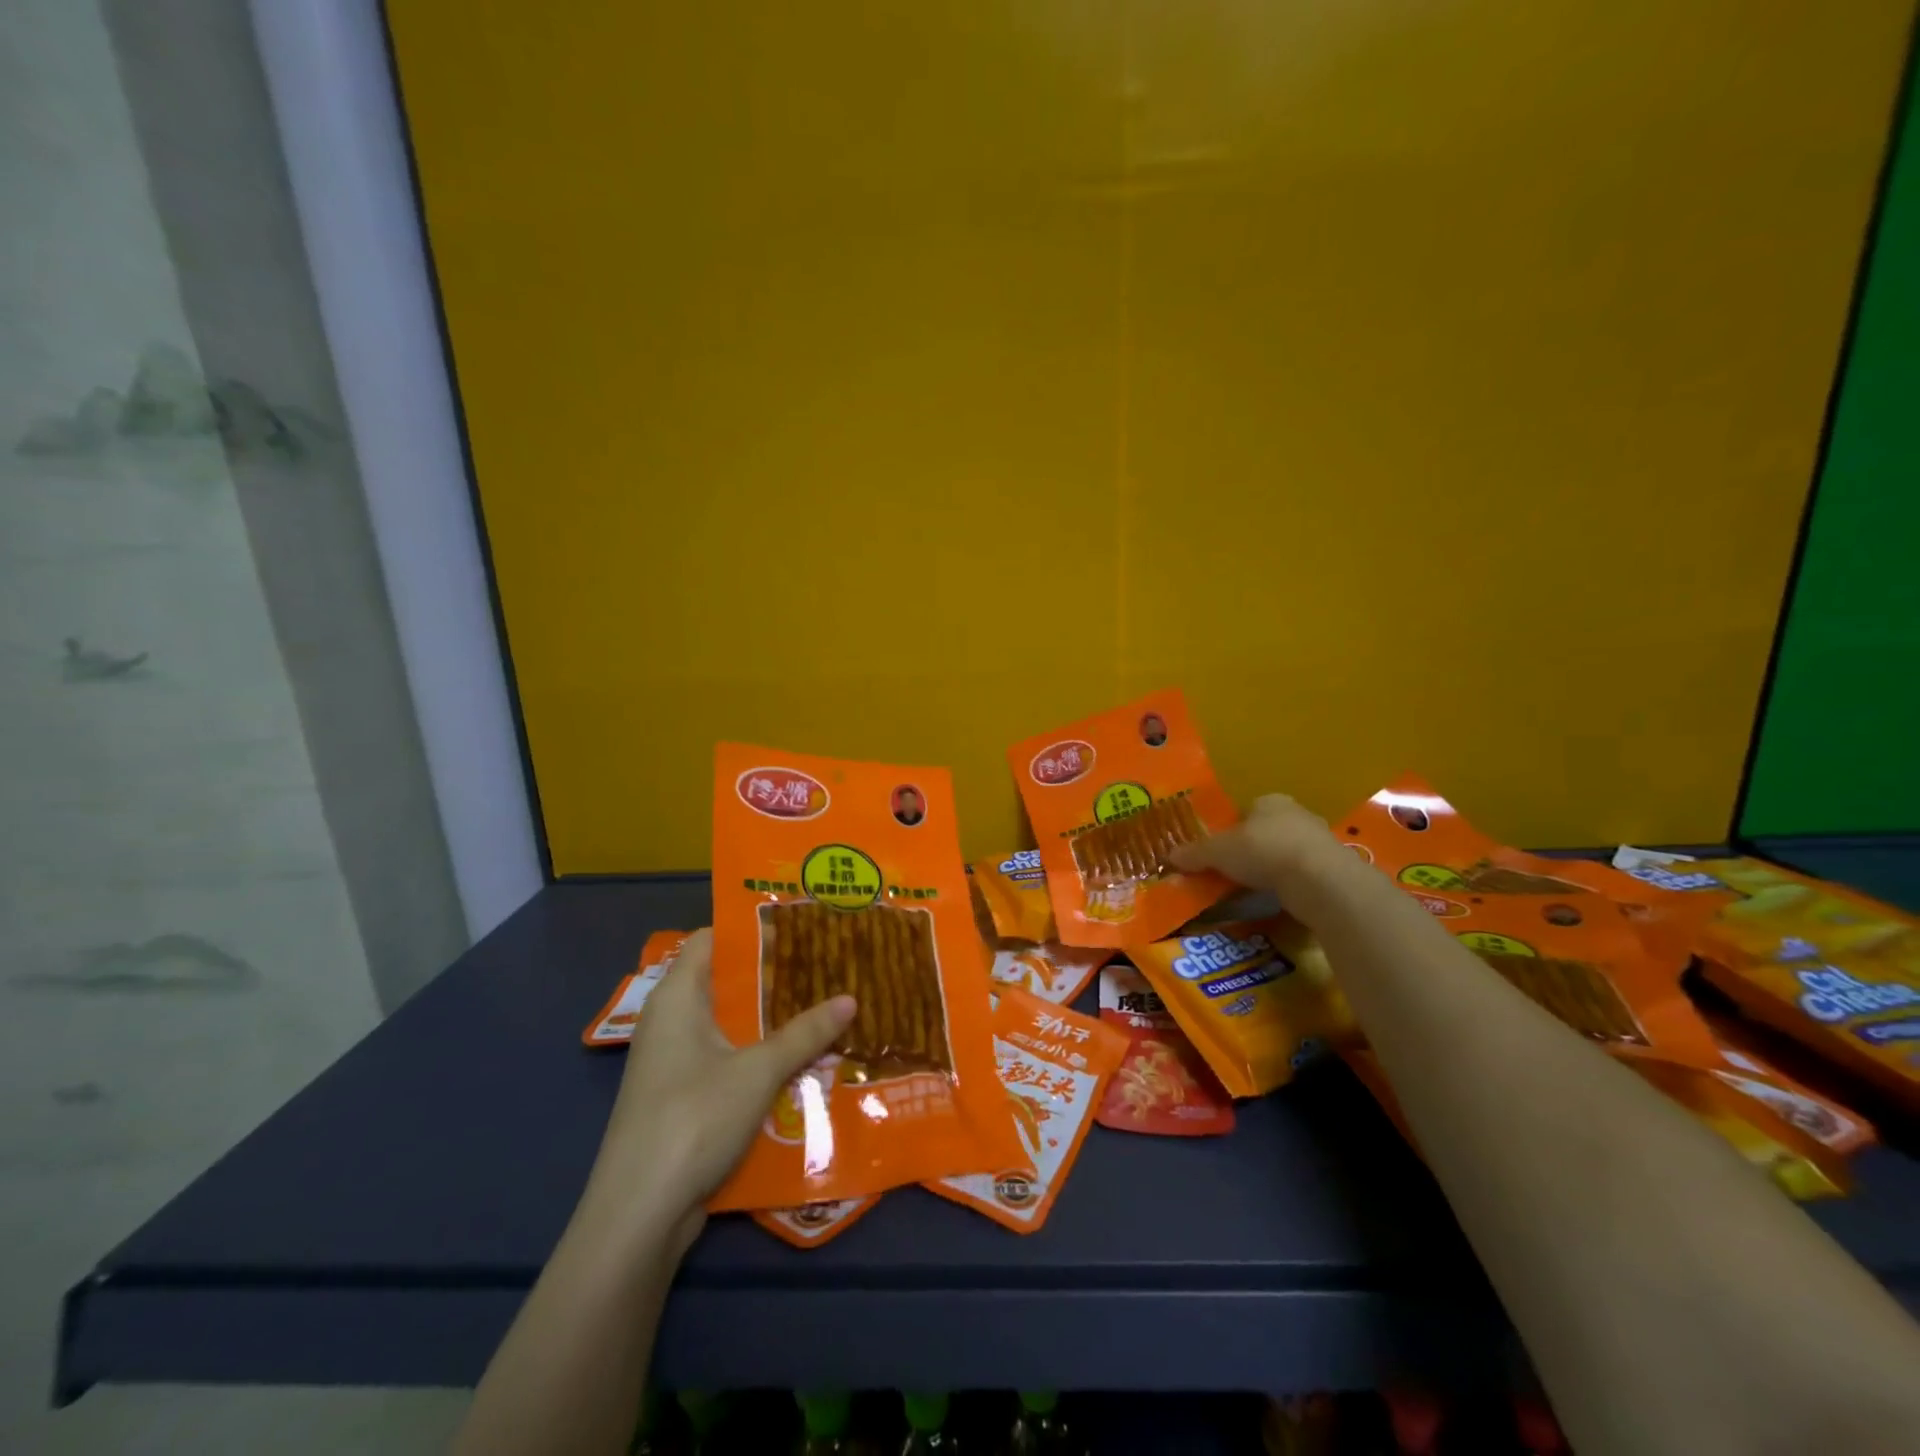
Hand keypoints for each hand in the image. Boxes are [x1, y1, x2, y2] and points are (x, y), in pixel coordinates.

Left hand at [578, 928, 854, 1257]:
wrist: (639, 1213)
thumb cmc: (693, 1119)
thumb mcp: (758, 1070)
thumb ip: (805, 1033)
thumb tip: (851, 998)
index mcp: (677, 996)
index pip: (713, 939)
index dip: (754, 927)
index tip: (800, 922)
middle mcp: (670, 1020)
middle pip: (725, 981)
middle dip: (773, 974)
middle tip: (825, 962)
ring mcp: (673, 1061)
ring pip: (729, 1023)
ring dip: (770, 1018)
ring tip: (822, 1004)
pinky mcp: (681, 1096)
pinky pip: (726, 1058)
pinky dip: (758, 1053)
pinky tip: (799, 1058)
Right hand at [1171, 793, 1352, 900]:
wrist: (1318, 879)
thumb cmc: (1262, 850)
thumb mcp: (1217, 852)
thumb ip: (1195, 853)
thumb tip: (1170, 856)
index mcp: (1268, 801)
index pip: (1245, 810)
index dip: (1230, 829)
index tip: (1219, 850)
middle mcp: (1296, 813)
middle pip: (1266, 830)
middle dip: (1252, 848)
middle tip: (1233, 870)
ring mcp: (1319, 840)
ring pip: (1286, 851)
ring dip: (1272, 867)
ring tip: (1253, 888)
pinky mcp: (1333, 867)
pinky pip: (1302, 873)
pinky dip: (1289, 883)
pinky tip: (1278, 897)